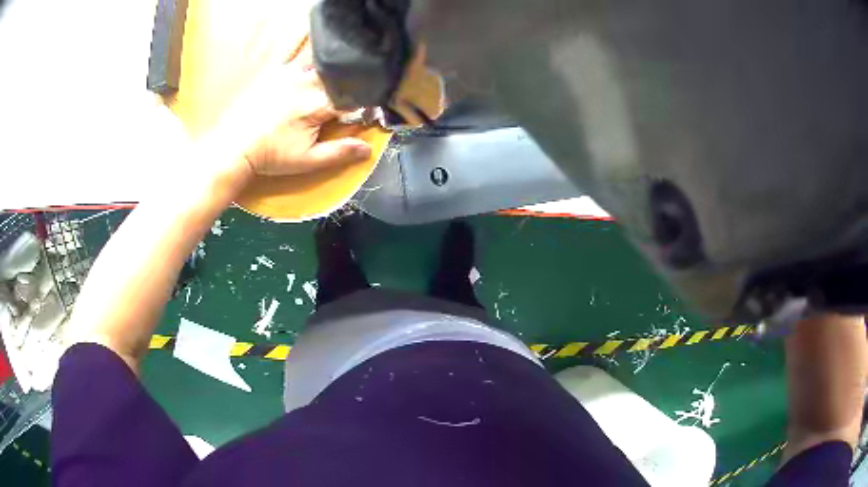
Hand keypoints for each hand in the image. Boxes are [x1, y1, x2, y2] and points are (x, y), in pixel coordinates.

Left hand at [217, 40, 371, 179]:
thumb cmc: (271, 155)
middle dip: (348, 85)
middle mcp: (308, 82)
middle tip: (347, 97)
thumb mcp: (307, 160)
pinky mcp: (275, 70)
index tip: (366, 110)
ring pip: (322, 62)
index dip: (363, 103)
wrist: (234, 146)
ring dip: (332, 69)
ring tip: (332, 74)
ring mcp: (290, 73)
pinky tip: (310, 41)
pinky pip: (294, 50)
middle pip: (339, 77)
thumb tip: (368, 149)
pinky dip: (305, 44)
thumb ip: (339, 152)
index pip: (353, 97)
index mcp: (318, 104)